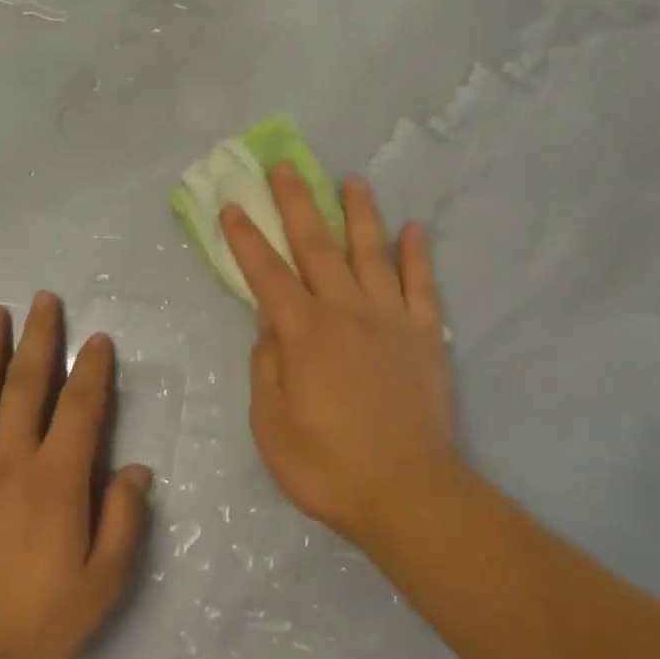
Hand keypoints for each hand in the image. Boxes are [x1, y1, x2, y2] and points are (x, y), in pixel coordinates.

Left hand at [0, 292, 152, 658]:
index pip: (81, 409)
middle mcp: (8, 461)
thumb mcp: (99, 588)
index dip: (92, 370)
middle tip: (43, 299)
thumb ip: (121, 523)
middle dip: (38, 339)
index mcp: (56, 481)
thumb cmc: (28, 629)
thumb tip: (135, 471)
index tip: (98, 339)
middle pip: (26, 386)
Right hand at [221, 165, 458, 555]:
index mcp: (304, 333)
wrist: (407, 492)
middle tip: (286, 167)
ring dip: (360, 214)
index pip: (267, 275)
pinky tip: (414, 229)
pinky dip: (417, 254)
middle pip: (318, 247)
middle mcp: (347, 312)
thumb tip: (269, 324)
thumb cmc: (327, 466)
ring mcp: (392, 319)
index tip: (232, 205)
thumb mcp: (271, 424)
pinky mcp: (427, 336)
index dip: (247, 239)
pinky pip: (422, 285)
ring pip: (373, 253)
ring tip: (352, 180)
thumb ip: (267, 366)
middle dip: (297, 204)